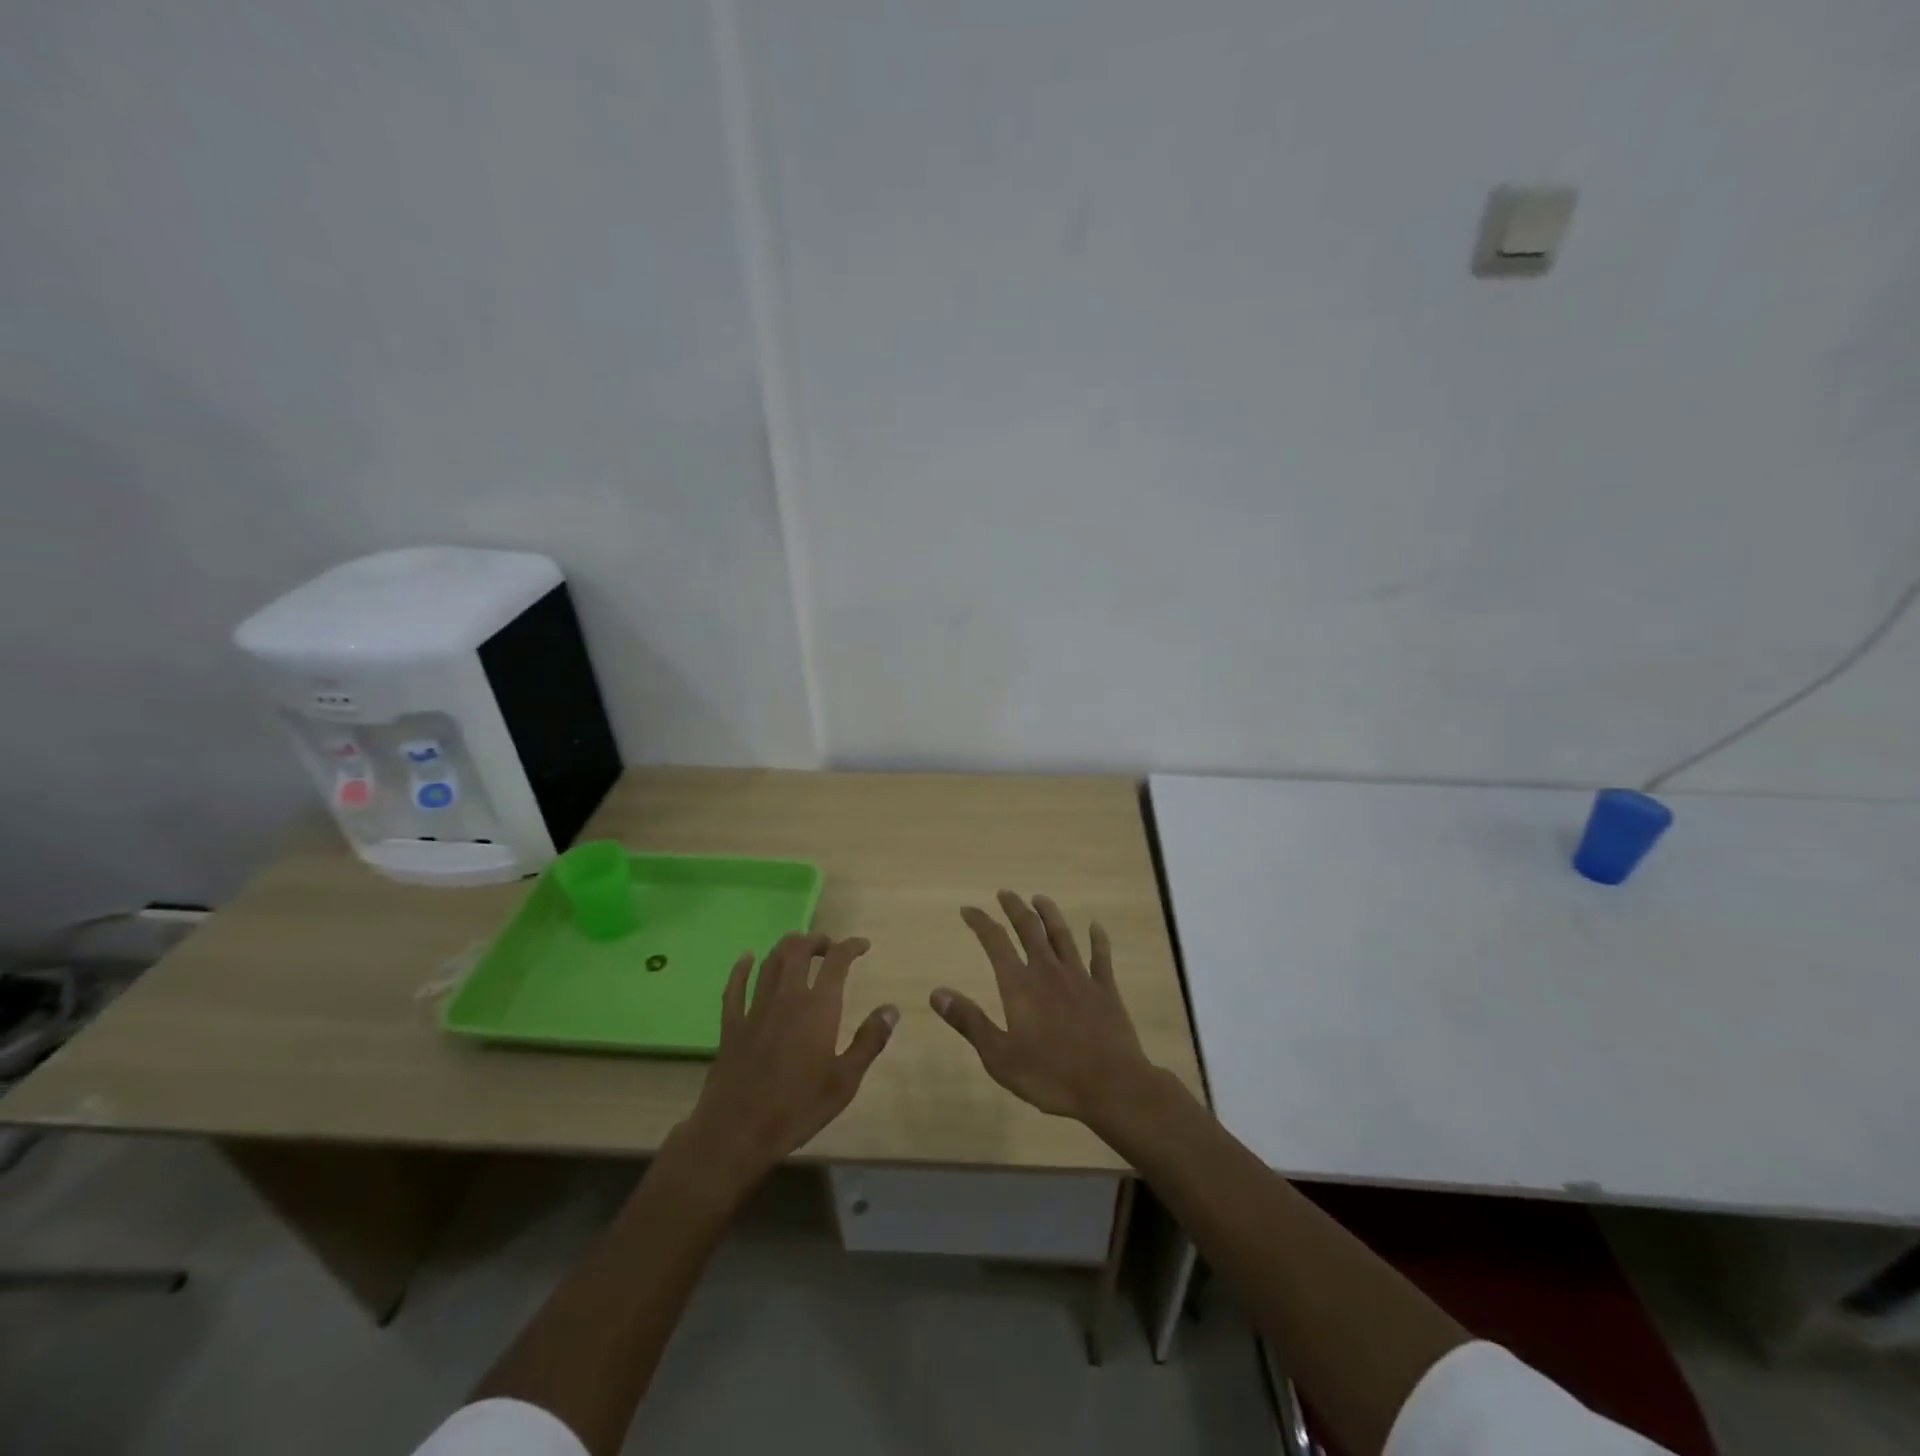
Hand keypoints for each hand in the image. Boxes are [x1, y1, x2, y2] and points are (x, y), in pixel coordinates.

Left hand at [669, 934, 897, 1201]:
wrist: (737, 1131)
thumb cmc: (798, 1107)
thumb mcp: (845, 1080)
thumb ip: (869, 1041)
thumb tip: (891, 1009)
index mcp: (818, 1007)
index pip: (837, 961)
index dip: (851, 947)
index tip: (863, 946)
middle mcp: (786, 997)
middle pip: (799, 951)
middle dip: (816, 941)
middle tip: (829, 946)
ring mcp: (755, 1009)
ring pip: (770, 962)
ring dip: (786, 947)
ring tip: (799, 947)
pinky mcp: (731, 1025)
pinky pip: (734, 987)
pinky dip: (741, 968)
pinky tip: (746, 958)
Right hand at [932, 891, 1158, 1126]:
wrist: (1110, 1085)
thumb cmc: (1050, 1075)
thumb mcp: (998, 1056)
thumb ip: (969, 1021)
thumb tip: (936, 992)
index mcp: (1020, 985)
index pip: (995, 942)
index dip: (980, 923)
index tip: (968, 910)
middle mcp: (1048, 971)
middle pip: (1029, 929)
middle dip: (1015, 908)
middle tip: (1005, 893)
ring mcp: (1080, 978)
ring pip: (1062, 935)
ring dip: (1050, 914)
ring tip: (1040, 898)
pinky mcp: (1105, 990)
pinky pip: (1100, 957)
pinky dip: (1098, 939)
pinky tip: (1095, 926)